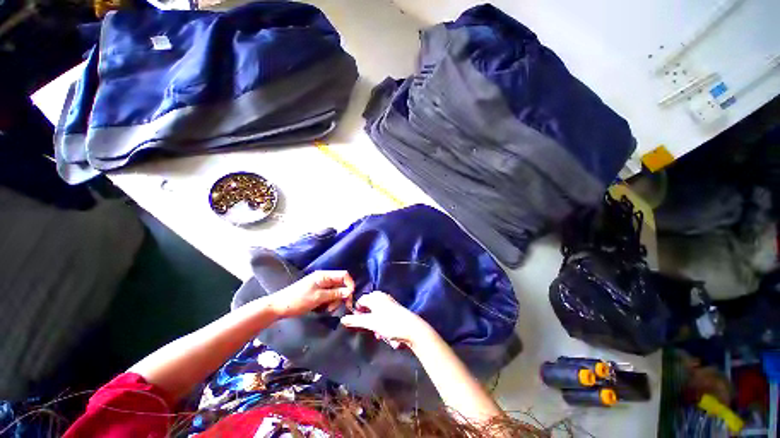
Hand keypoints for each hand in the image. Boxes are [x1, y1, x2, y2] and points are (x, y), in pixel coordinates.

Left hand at [269, 271, 354, 318]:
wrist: (278, 307)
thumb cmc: (298, 300)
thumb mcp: (318, 297)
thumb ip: (335, 294)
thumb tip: (350, 292)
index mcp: (324, 275)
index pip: (343, 275)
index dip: (349, 284)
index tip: (350, 297)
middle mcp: (324, 279)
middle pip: (341, 284)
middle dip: (342, 296)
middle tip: (338, 307)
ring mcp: (321, 286)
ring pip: (336, 292)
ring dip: (335, 301)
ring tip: (328, 310)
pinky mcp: (318, 293)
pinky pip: (329, 296)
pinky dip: (330, 303)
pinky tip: (325, 309)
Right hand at [340, 291, 430, 348]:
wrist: (413, 329)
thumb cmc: (390, 323)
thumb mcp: (370, 323)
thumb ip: (356, 320)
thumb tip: (342, 319)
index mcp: (376, 296)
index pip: (360, 300)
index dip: (356, 310)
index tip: (355, 322)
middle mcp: (383, 297)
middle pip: (369, 307)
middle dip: (367, 319)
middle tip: (368, 329)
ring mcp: (390, 304)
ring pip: (377, 314)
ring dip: (376, 325)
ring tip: (379, 334)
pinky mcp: (396, 311)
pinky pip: (385, 318)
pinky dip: (383, 325)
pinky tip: (387, 334)